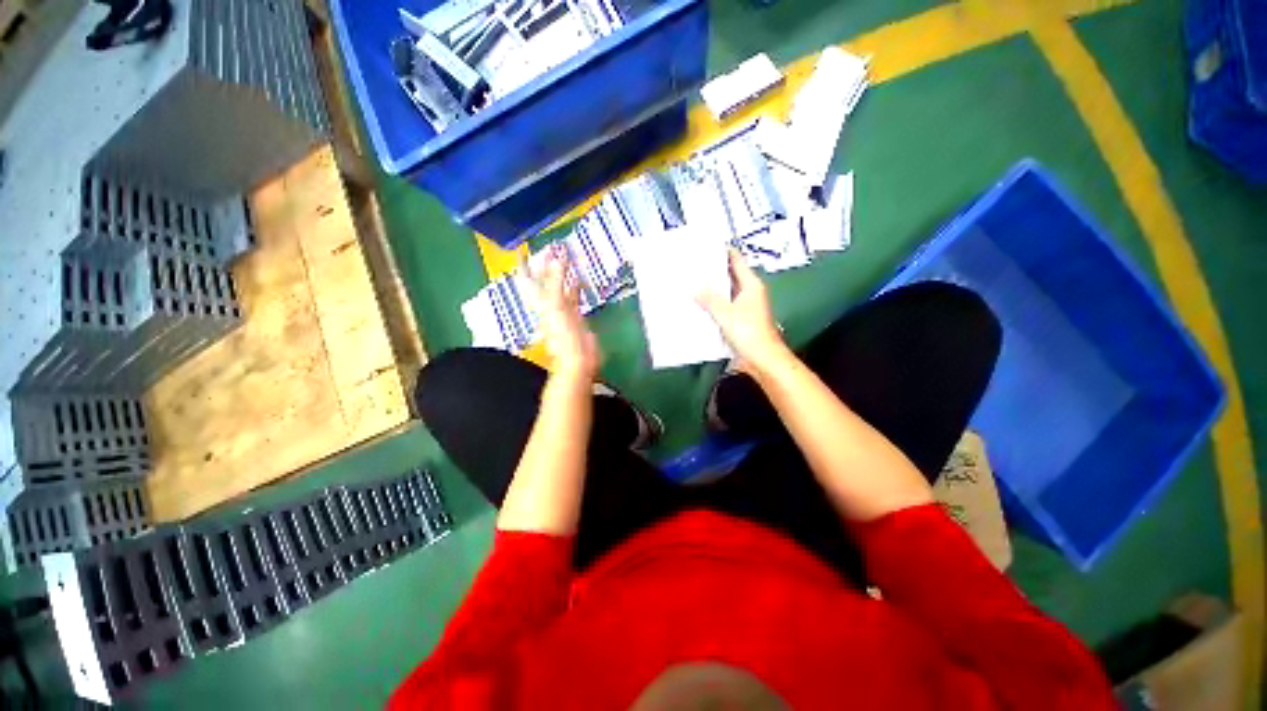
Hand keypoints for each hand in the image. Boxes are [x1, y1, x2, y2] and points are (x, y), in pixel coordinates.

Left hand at [528, 253, 599, 381]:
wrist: (577, 358)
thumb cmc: (563, 335)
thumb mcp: (556, 304)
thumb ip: (556, 281)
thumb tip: (557, 257)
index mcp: (540, 301)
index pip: (529, 279)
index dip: (525, 265)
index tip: (522, 250)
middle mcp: (549, 303)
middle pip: (545, 280)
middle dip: (547, 264)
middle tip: (551, 248)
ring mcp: (562, 309)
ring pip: (560, 286)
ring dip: (563, 273)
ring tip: (567, 256)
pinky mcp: (576, 315)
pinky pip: (574, 295)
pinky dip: (576, 286)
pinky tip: (580, 278)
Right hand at [697, 249, 789, 375]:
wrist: (762, 358)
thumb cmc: (748, 331)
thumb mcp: (725, 313)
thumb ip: (710, 299)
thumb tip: (695, 288)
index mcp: (751, 285)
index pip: (737, 261)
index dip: (723, 252)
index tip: (706, 247)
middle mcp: (750, 293)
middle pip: (731, 276)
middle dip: (714, 272)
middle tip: (694, 266)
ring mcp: (747, 307)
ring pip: (728, 292)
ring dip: (714, 289)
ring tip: (693, 284)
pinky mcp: (742, 320)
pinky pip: (726, 306)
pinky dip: (715, 304)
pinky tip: (701, 306)